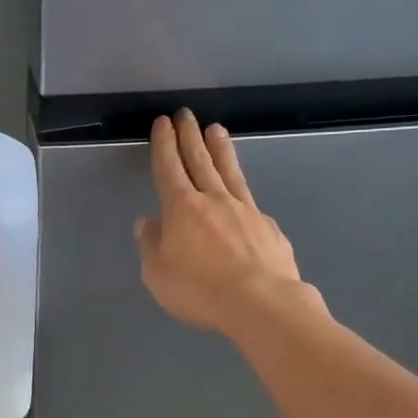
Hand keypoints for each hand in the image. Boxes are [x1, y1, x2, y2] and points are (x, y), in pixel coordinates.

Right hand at [135, 111, 310, 334]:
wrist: (262, 303)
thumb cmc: (201, 290)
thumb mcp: (158, 274)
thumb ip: (151, 245)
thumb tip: (148, 223)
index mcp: (182, 208)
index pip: (169, 168)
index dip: (164, 144)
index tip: (163, 123)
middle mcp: (214, 200)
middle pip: (200, 160)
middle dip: (190, 136)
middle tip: (186, 114)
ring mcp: (246, 211)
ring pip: (229, 172)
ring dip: (221, 149)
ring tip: (216, 130)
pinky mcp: (269, 227)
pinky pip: (251, 204)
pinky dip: (242, 194)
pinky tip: (243, 197)